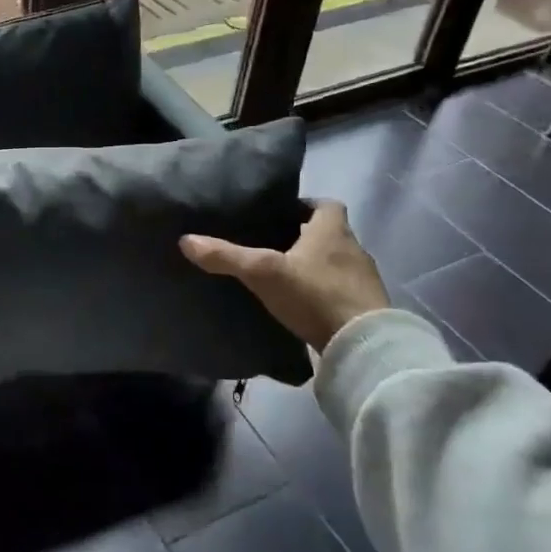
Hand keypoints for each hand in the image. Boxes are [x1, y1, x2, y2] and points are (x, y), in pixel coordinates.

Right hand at [180, 202, 389, 352]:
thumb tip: (185, 240)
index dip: (306, 206)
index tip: (282, 214)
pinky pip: (341, 290)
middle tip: (273, 244)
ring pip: (336, 262)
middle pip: (330, 234)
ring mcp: (363, 281)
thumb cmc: (315, 295)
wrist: (363, 346)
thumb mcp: (263, 272)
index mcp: (333, 230)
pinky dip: (324, 292)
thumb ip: (225, 256)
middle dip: (306, 237)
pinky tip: (303, 304)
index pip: (326, 205)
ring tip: (284, 275)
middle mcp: (353, 249)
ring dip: (316, 265)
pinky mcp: (365, 308)